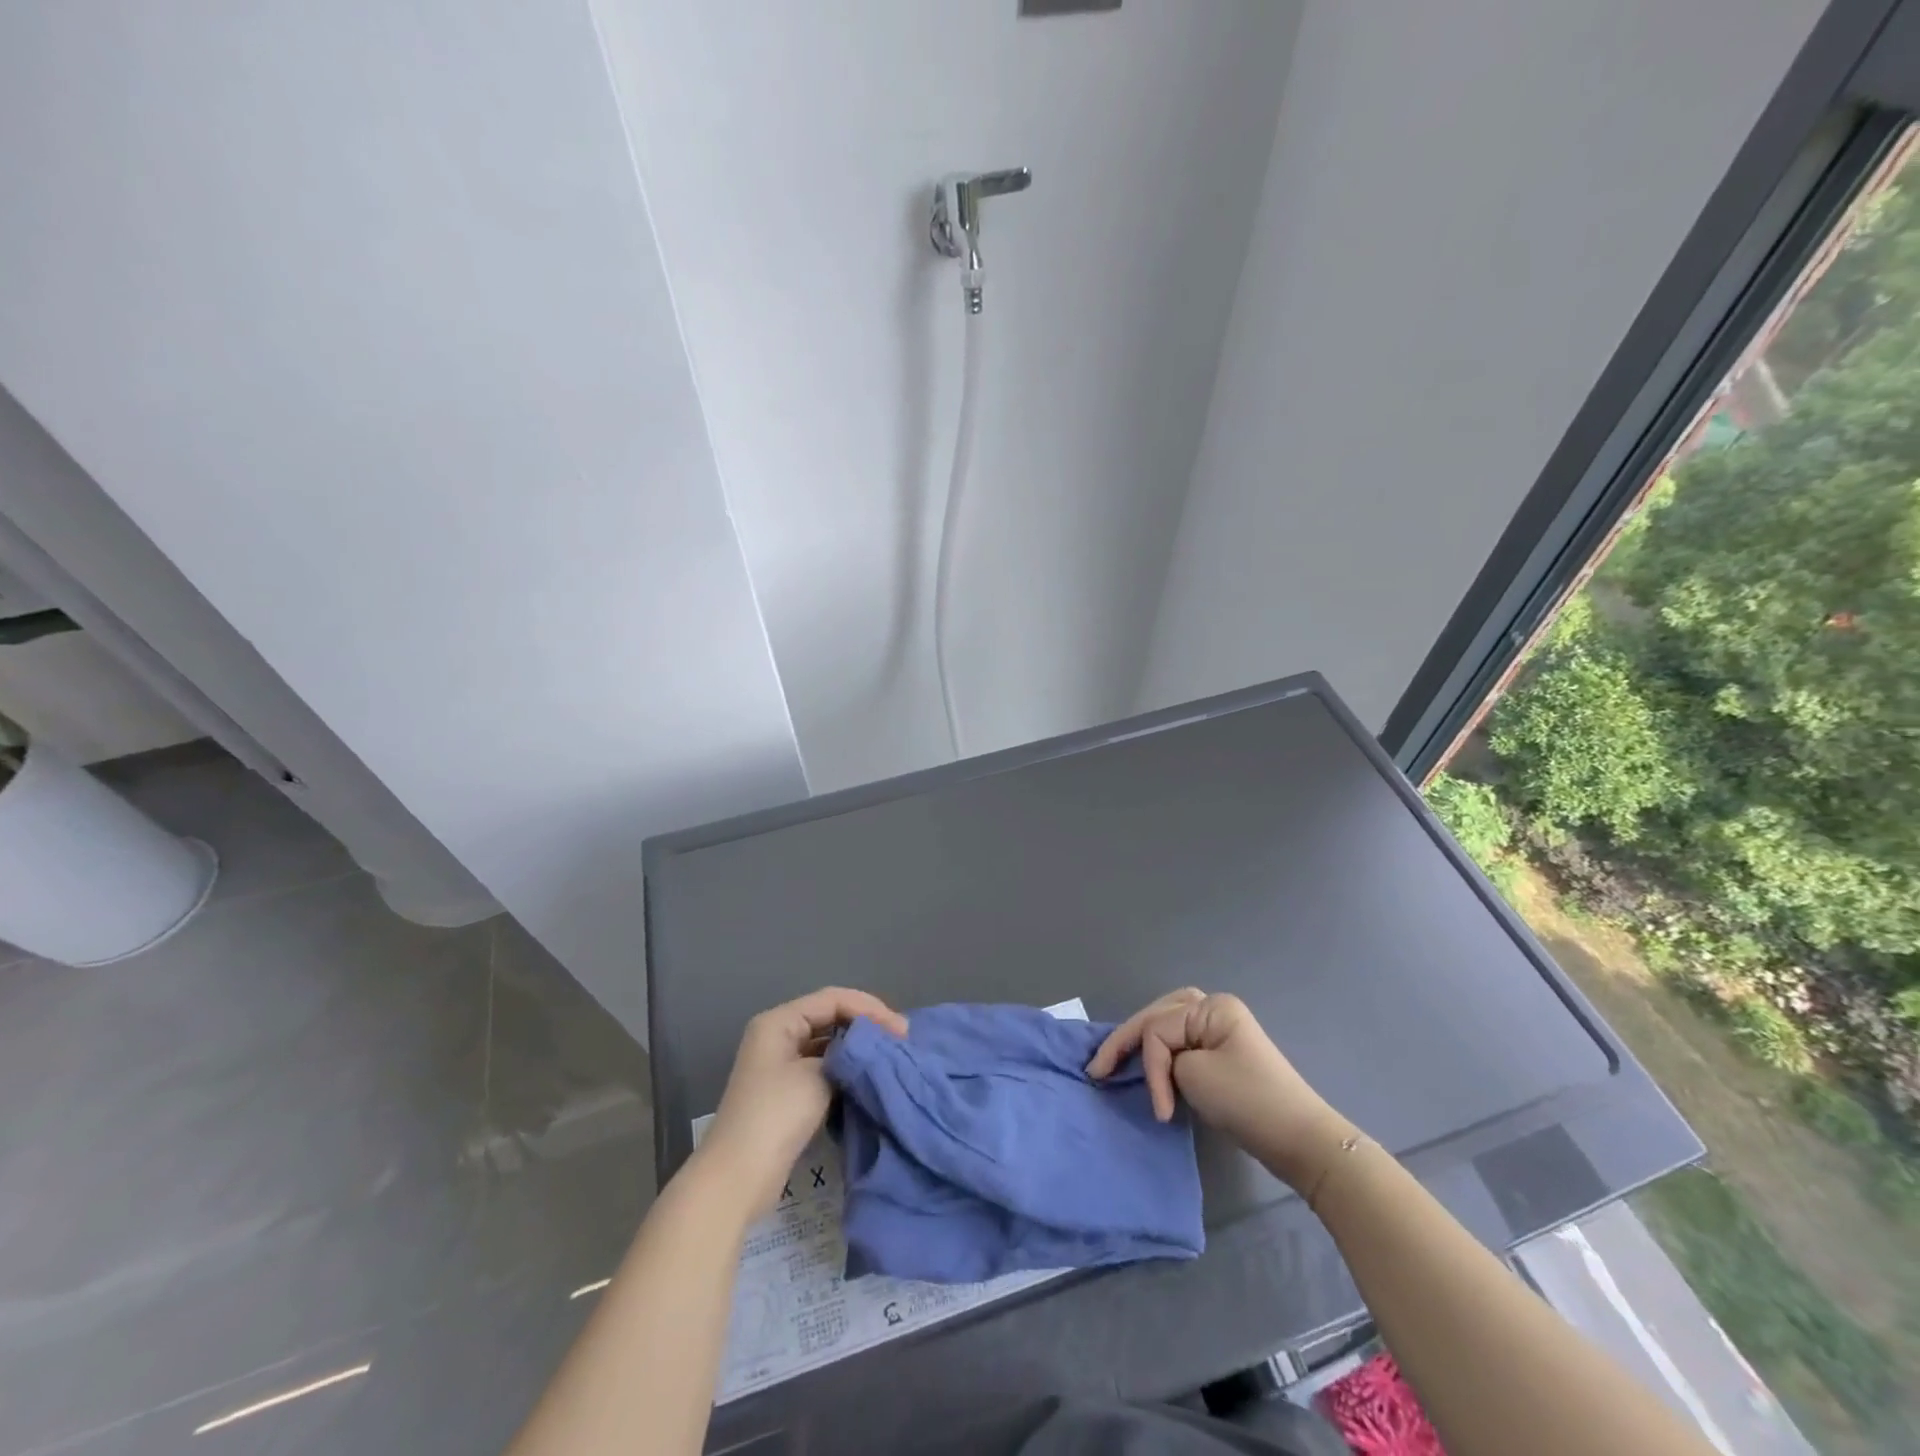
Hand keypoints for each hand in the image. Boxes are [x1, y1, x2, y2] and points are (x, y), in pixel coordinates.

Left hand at [699, 987, 907, 1212]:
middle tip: (900, 1041)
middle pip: (830, 1016)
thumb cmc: (775, 1116)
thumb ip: (846, 1054)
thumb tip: (868, 1051)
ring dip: (857, 1048)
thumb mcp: (816, 1076)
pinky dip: (846, 1069)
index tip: (901, 1030)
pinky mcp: (788, 1092)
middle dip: (866, 1025)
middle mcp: (778, 1035)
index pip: (833, 999)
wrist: (737, 1178)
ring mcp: (781, 1065)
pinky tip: (868, 1077)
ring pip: (828, 1043)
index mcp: (779, 1021)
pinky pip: (823, 1067)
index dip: (870, 1009)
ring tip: (890, 1056)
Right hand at [1086, 989, 1355, 1189]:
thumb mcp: (1195, 1075)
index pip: (1158, 1029)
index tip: (1159, 1110)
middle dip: (1127, 1041)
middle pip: (1157, 1016)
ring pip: (1166, 1024)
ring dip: (1142, 1043)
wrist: (1300, 1142)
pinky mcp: (1222, 1053)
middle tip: (1098, 1068)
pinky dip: (1161, 1053)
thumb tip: (1158, 1065)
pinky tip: (1147, 1063)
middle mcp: (1214, 1008)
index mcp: (1211, 1007)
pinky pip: (1179, 1042)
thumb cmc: (1248, 1102)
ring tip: (1116, 1060)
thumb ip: (1164, 1059)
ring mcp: (1219, 1029)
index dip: (1149, 1067)